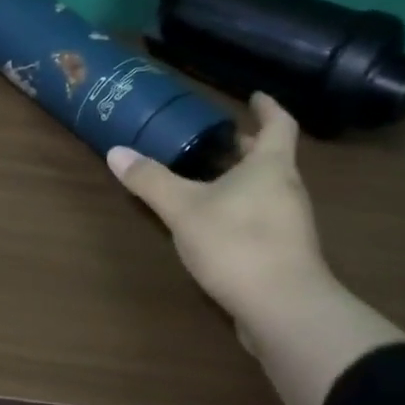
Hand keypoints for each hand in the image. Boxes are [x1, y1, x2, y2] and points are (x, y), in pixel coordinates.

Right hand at [109, 92, 328, 322]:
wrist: (283, 308)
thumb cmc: (236, 243)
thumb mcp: (182, 208)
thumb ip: (150, 180)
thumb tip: (116, 151)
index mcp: (270, 167)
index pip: (278, 125)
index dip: (267, 107)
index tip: (254, 96)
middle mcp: (286, 189)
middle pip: (270, 158)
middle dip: (244, 146)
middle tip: (214, 138)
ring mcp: (288, 224)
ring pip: (264, 189)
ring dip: (240, 179)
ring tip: (205, 179)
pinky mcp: (282, 253)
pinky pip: (260, 218)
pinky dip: (239, 209)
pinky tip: (212, 223)